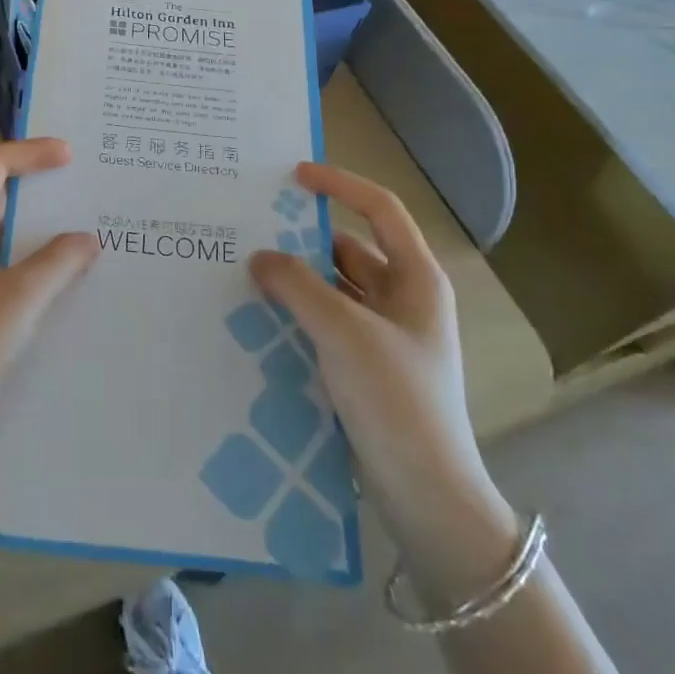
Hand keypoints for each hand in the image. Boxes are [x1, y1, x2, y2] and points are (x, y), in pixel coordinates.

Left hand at [0, 139, 97, 458]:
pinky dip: (26, 252)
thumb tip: (87, 238)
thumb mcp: (21, 299)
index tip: (70, 156)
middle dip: (36, 184)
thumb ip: (58, 261)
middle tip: (80, 185)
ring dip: (34, 222)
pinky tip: (57, 272)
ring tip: (78, 225)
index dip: (31, 152)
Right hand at [252, 162, 515, 594]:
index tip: (294, 175)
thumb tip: (259, 257)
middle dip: (304, 240)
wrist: (427, 498)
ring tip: (246, 272)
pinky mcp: (367, 368)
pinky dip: (298, 314)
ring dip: (297, 281)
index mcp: (417, 280)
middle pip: (350, 250)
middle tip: (252, 230)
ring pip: (335, 289)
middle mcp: (404, 300)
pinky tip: (261, 318)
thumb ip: (297, 286)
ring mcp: (386, 337)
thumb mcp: (343, 332)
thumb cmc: (396, 400)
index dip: (340, 184)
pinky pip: (327, 324)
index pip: (380, 210)